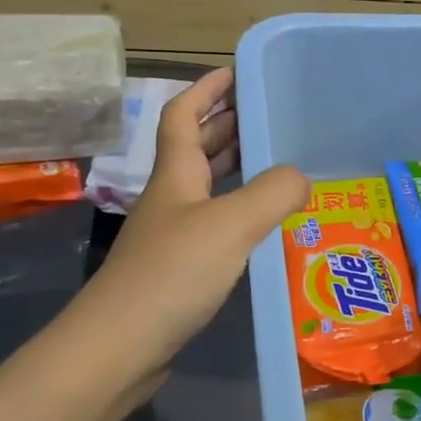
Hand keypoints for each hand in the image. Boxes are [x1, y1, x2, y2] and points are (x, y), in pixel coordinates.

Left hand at [80, 68, 306, 393]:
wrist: (118, 349)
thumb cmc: (171, 274)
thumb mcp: (230, 223)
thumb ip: (273, 192)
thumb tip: (303, 177)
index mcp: (175, 174)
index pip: (182, 115)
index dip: (206, 89)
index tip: (236, 71)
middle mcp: (171, 197)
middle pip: (196, 147)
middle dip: (228, 124)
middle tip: (270, 115)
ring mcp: (172, 235)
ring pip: (207, 187)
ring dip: (236, 167)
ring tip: (278, 160)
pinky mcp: (179, 269)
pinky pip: (215, 224)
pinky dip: (240, 212)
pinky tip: (265, 224)